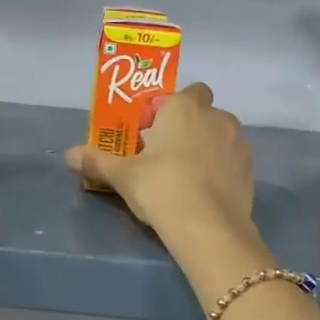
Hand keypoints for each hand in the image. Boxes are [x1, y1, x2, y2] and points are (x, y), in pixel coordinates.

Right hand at [66, 83, 252, 233]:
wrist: (208, 228)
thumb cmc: (161, 187)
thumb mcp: (123, 176)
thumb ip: (97, 161)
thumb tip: (69, 155)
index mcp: (185, 108)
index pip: (186, 92)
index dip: (170, 108)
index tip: (153, 131)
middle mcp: (218, 117)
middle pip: (204, 114)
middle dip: (189, 128)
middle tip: (165, 155)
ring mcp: (239, 144)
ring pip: (220, 137)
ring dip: (207, 148)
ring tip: (186, 176)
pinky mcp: (251, 171)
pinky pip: (232, 162)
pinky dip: (221, 171)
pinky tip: (204, 193)